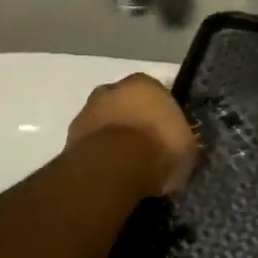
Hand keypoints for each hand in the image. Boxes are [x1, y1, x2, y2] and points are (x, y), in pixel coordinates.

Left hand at [65, 74, 199, 197]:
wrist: (112, 168)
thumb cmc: (157, 149)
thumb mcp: (187, 147)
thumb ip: (182, 140)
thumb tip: (180, 147)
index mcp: (144, 83)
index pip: (157, 94)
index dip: (163, 116)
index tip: (169, 136)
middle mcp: (112, 89)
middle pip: (126, 105)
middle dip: (134, 122)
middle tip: (147, 150)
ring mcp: (87, 112)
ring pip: (105, 123)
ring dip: (113, 139)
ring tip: (127, 167)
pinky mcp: (69, 138)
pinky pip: (91, 145)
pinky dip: (99, 156)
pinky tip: (110, 175)